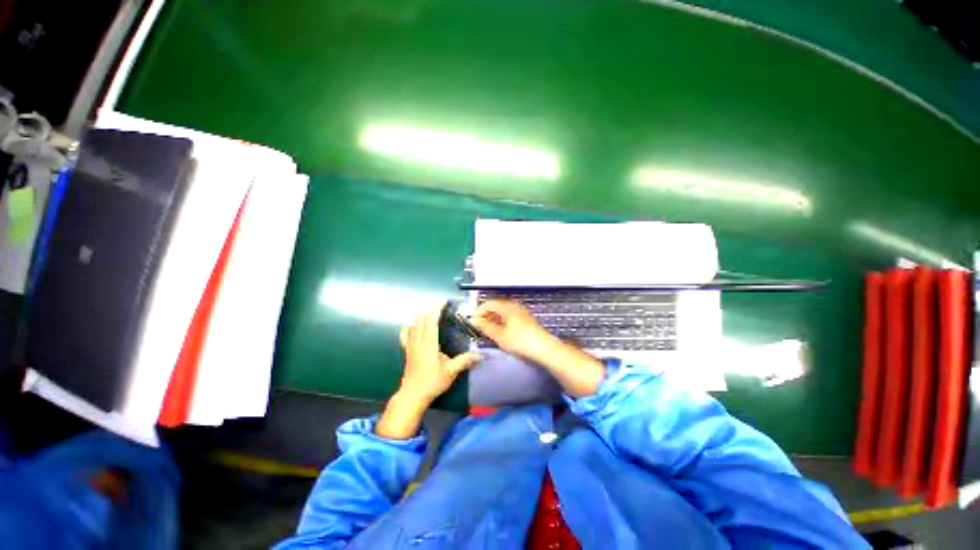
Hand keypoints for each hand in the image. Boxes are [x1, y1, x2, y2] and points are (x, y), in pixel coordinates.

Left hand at [377, 305, 479, 438]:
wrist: (412, 395)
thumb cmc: (432, 382)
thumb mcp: (451, 372)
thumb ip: (464, 361)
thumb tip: (480, 355)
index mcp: (429, 344)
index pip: (431, 321)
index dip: (436, 309)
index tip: (443, 301)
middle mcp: (418, 341)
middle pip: (421, 319)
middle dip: (431, 309)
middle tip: (441, 305)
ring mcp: (410, 345)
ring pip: (413, 324)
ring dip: (422, 315)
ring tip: (432, 312)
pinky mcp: (407, 350)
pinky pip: (406, 333)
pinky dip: (411, 325)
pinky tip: (415, 325)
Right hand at [472, 299, 604, 396]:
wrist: (544, 348)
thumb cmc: (519, 340)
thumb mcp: (499, 335)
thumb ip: (485, 327)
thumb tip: (474, 320)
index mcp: (506, 306)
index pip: (488, 304)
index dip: (478, 311)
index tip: (471, 322)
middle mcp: (514, 306)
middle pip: (496, 307)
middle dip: (485, 316)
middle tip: (478, 327)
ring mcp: (521, 312)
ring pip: (503, 312)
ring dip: (493, 319)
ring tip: (487, 331)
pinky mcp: (526, 319)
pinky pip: (509, 317)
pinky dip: (501, 322)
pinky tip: (500, 332)